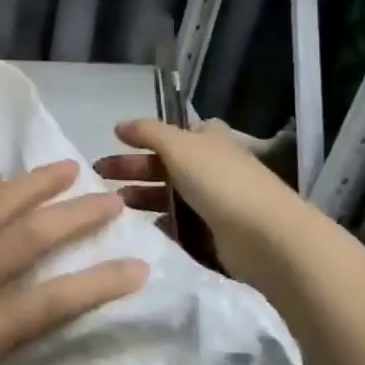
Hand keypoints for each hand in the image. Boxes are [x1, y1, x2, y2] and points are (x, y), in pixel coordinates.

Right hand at [94, 118, 318, 274]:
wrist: (265, 238)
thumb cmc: (221, 182)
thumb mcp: (179, 145)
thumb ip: (147, 132)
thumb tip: (119, 125)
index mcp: (209, 140)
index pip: (174, 132)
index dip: (146, 137)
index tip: (116, 144)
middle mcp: (212, 167)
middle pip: (164, 165)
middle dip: (132, 170)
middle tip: (99, 180)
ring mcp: (214, 202)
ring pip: (168, 196)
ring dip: (140, 199)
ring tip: (113, 207)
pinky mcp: (213, 234)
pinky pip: (177, 225)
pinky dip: (157, 225)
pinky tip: (138, 229)